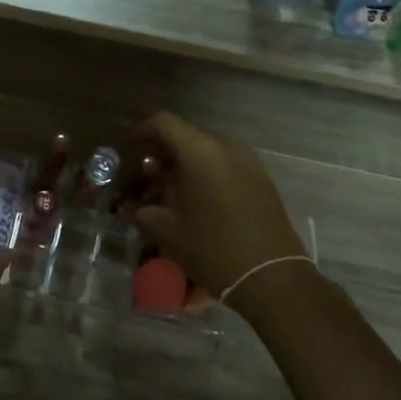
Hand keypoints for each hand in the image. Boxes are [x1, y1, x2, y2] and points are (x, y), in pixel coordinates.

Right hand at [130, 112, 307, 297]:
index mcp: (201, 152)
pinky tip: (197, 200)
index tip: (128, 148)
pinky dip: (207, 173)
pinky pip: (226, 165)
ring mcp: (249, 163)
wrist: (272, 277)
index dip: (142, 131)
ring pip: (208, 151)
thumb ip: (144, 211)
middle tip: (145, 174)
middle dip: (163, 151)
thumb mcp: (168, 231)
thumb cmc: (213, 249)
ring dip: (186, 164)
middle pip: (188, 136)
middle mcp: (227, 148)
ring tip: (169, 189)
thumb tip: (133, 207)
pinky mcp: (262, 180)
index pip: (164, 122)